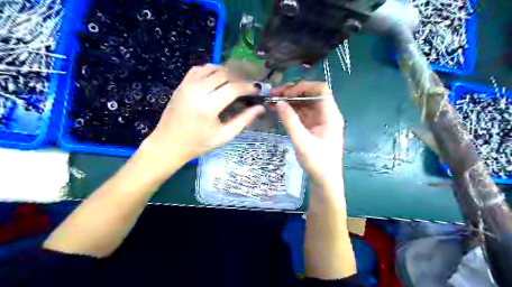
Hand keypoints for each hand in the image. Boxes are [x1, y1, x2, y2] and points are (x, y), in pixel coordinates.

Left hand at [144, 64, 263, 164]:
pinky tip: (217, 80)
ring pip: (212, 68)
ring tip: (234, 82)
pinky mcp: (181, 84)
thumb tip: (259, 108)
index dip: (248, 87)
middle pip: (224, 74)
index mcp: (208, 107)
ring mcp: (187, 85)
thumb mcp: (223, 136)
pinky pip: (199, 69)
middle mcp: (197, 91)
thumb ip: (243, 121)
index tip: (257, 90)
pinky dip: (211, 70)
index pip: (233, 88)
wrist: (168, 144)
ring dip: (226, 72)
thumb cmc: (197, 144)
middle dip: (240, 78)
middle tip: (247, 87)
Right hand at [272, 82, 342, 183]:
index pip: (320, 89)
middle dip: (293, 92)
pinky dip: (290, 110)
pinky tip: (278, 110)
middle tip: (274, 95)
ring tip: (272, 101)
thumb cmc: (318, 162)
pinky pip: (301, 113)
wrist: (324, 180)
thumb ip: (290, 121)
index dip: (303, 87)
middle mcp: (326, 114)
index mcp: (330, 115)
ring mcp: (319, 120)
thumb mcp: (302, 141)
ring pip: (304, 103)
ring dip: (289, 100)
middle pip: (311, 94)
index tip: (287, 94)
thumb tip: (279, 102)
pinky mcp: (312, 126)